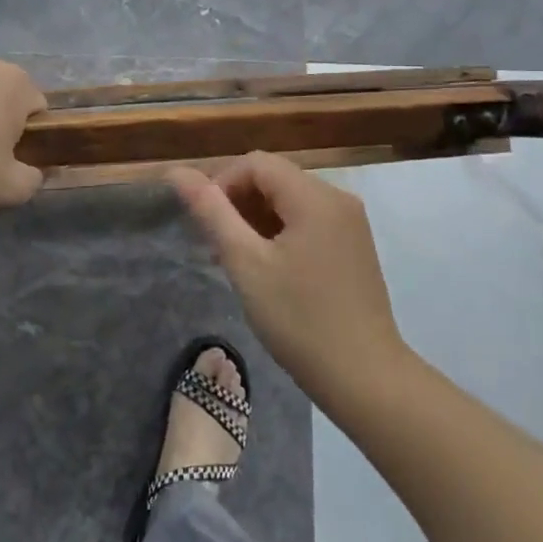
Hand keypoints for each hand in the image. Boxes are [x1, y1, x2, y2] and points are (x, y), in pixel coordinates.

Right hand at [170, 153, 405, 402]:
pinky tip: (268, 268)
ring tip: (237, 261)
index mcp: (315, 196)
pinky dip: (282, 232)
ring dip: (258, 219)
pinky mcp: (355, 245)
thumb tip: (177, 172)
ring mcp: (351, 222)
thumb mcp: (246, 264)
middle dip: (239, 203)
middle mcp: (338, 197)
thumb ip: (211, 212)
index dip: (222, 183)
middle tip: (216, 247)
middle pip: (275, 178)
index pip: (256, 163)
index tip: (204, 224)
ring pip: (291, 200)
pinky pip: (310, 220)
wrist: (365, 378)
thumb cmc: (299, 320)